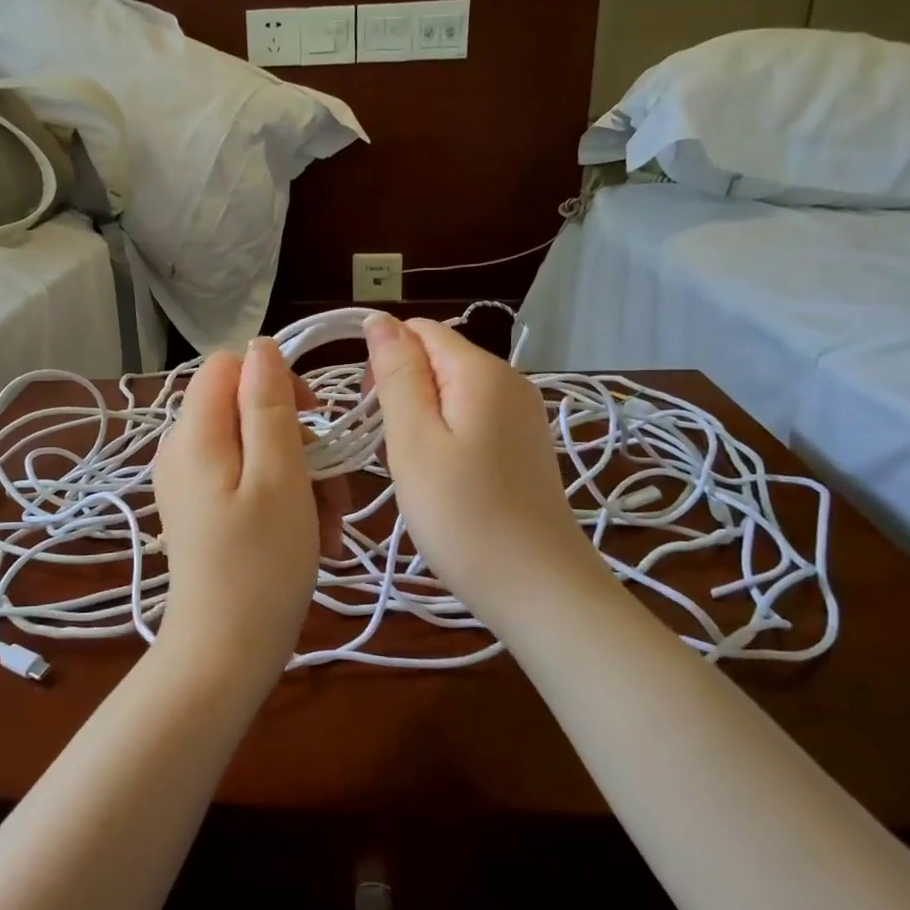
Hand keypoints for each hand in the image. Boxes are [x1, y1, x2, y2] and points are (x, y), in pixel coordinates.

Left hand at [152, 337, 343, 694]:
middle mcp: (184, 450)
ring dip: (304, 478)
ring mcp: (193, 483)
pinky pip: (250, 482)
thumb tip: (261, 347)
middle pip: (248, 410)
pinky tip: (316, 539)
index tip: (314, 418)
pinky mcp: (205, 510)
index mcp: (195, 433)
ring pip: (258, 450)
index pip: (230, 366)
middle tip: (334, 489)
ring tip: (330, 526)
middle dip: (301, 442)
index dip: (276, 380)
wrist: (224, 654)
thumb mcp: (279, 476)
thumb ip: (268, 404)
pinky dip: (286, 500)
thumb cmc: (260, 565)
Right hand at [364, 313, 600, 629]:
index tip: (371, 413)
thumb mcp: (414, 441)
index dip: (384, 360)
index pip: (420, 330)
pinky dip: (446, 437)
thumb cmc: (463, 515)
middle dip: (401, 389)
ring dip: (421, 418)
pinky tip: (442, 478)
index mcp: (482, 371)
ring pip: (452, 392)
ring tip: (413, 468)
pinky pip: (472, 419)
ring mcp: (523, 415)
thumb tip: (380, 320)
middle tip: (390, 447)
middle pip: (437, 359)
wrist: (538, 589)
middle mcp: (510, 381)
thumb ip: (397, 375)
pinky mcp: (524, 446)